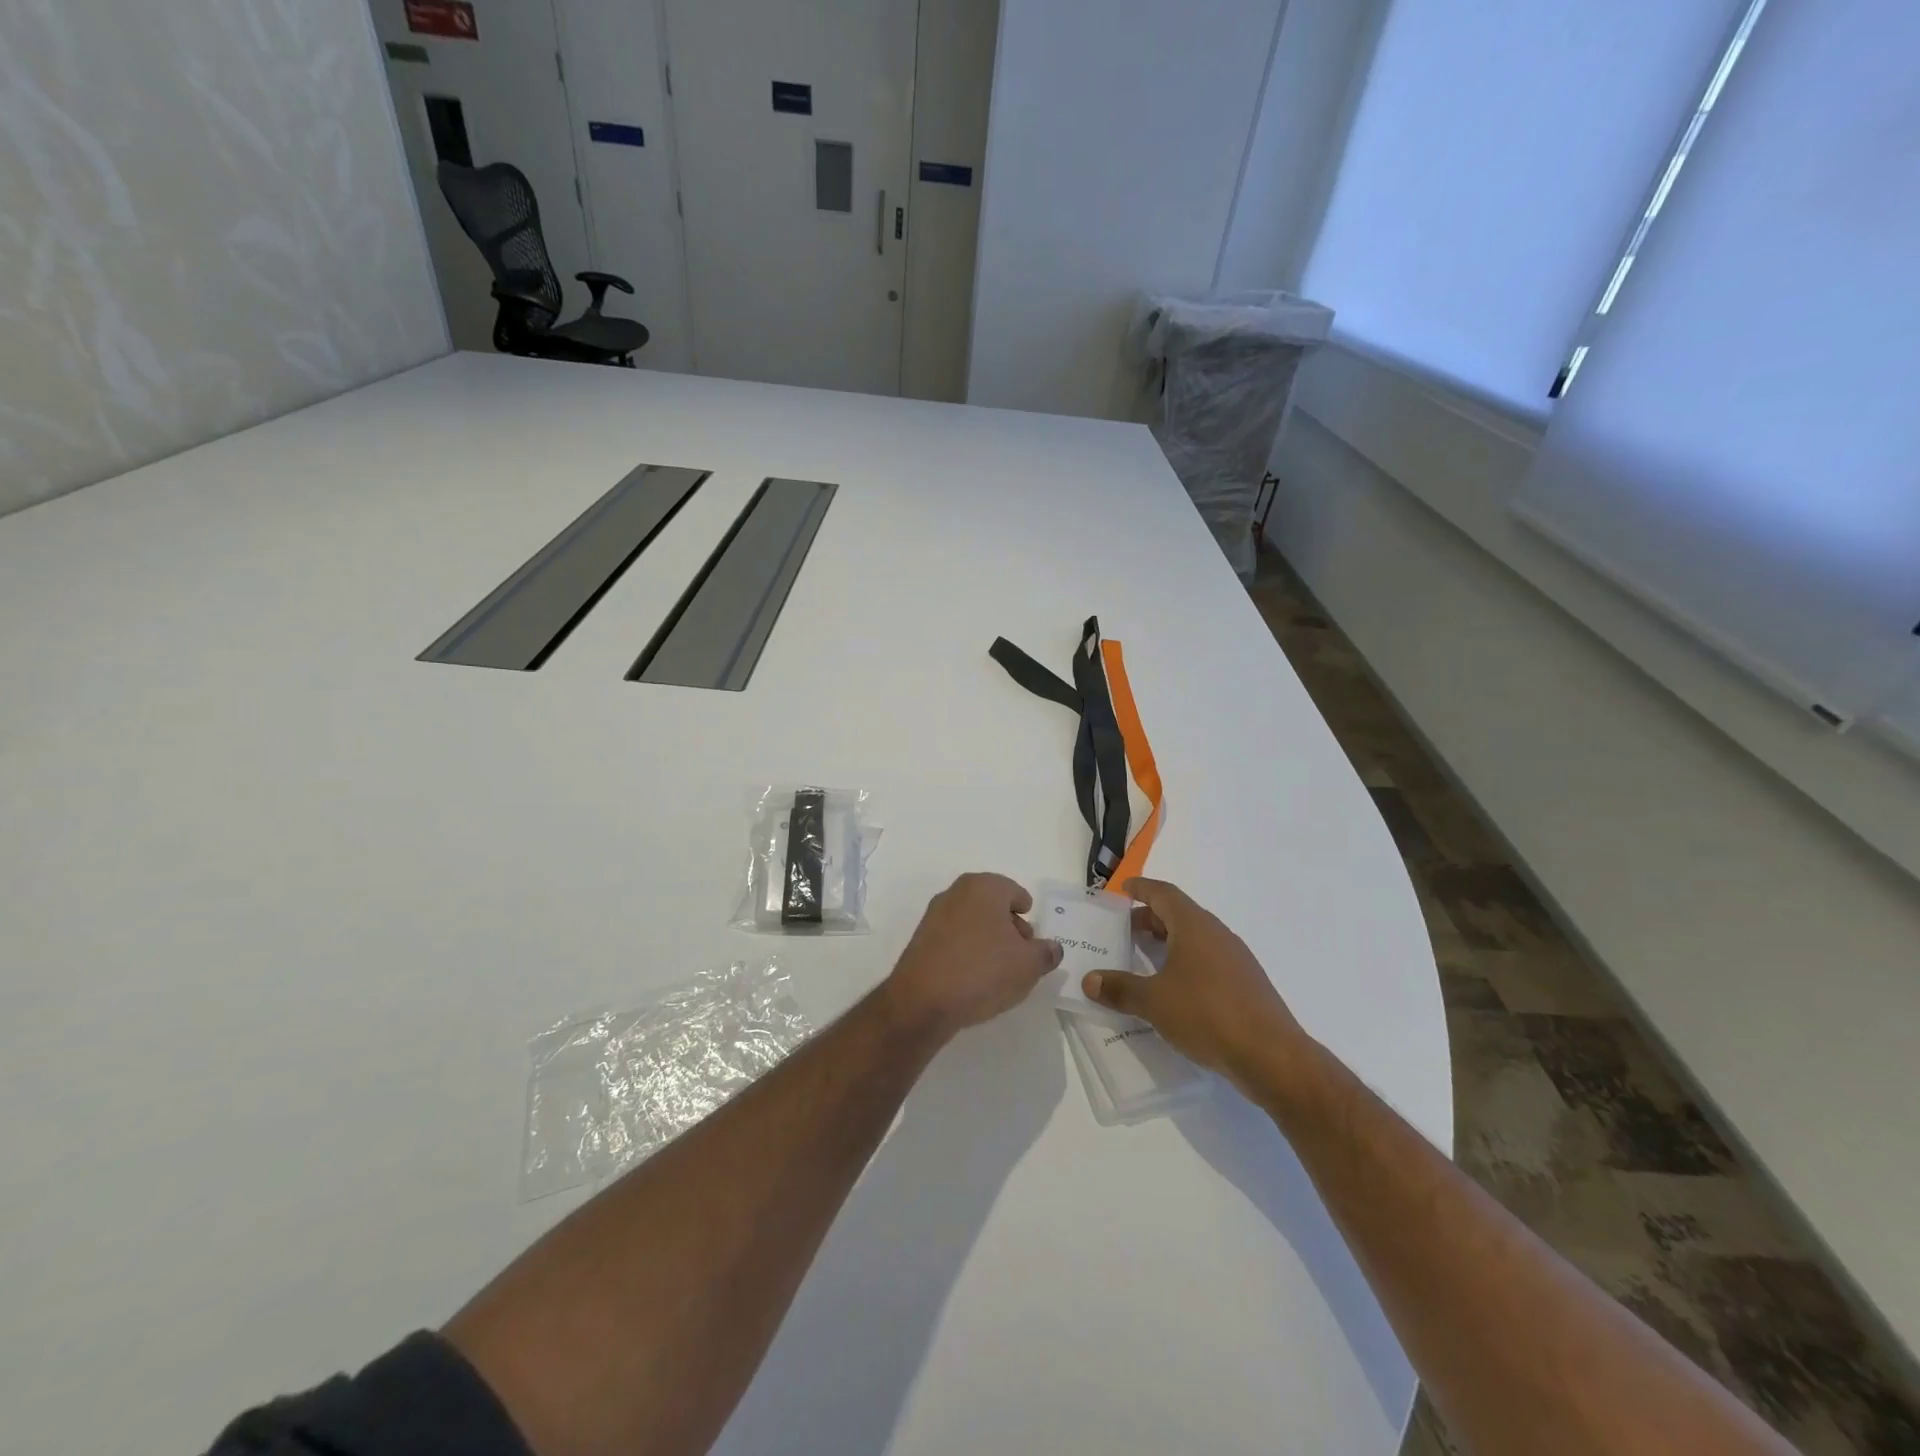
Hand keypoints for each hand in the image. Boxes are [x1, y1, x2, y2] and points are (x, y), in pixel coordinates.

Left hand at [885, 873, 1062, 1039]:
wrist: (922, 1001)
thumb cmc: (982, 971)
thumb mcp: (1028, 965)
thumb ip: (1046, 952)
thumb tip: (1051, 948)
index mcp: (983, 887)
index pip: (1014, 892)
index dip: (1027, 913)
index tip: (1032, 936)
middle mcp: (956, 893)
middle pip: (992, 905)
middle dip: (1009, 926)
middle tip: (1021, 953)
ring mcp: (934, 916)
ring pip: (972, 922)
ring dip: (988, 940)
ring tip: (1000, 971)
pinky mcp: (921, 940)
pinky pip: (955, 940)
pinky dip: (967, 951)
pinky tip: (974, 978)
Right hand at [1082, 877, 1312, 1092]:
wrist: (1272, 1056)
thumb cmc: (1207, 1014)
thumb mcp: (1154, 1001)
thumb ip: (1120, 988)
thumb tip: (1089, 980)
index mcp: (1195, 926)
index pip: (1164, 894)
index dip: (1142, 889)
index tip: (1123, 890)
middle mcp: (1217, 935)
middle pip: (1179, 915)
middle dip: (1150, 919)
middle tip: (1123, 930)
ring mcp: (1235, 960)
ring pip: (1195, 940)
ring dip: (1168, 943)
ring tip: (1143, 959)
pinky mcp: (1245, 985)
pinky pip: (1208, 962)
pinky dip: (1185, 964)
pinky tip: (1173, 990)